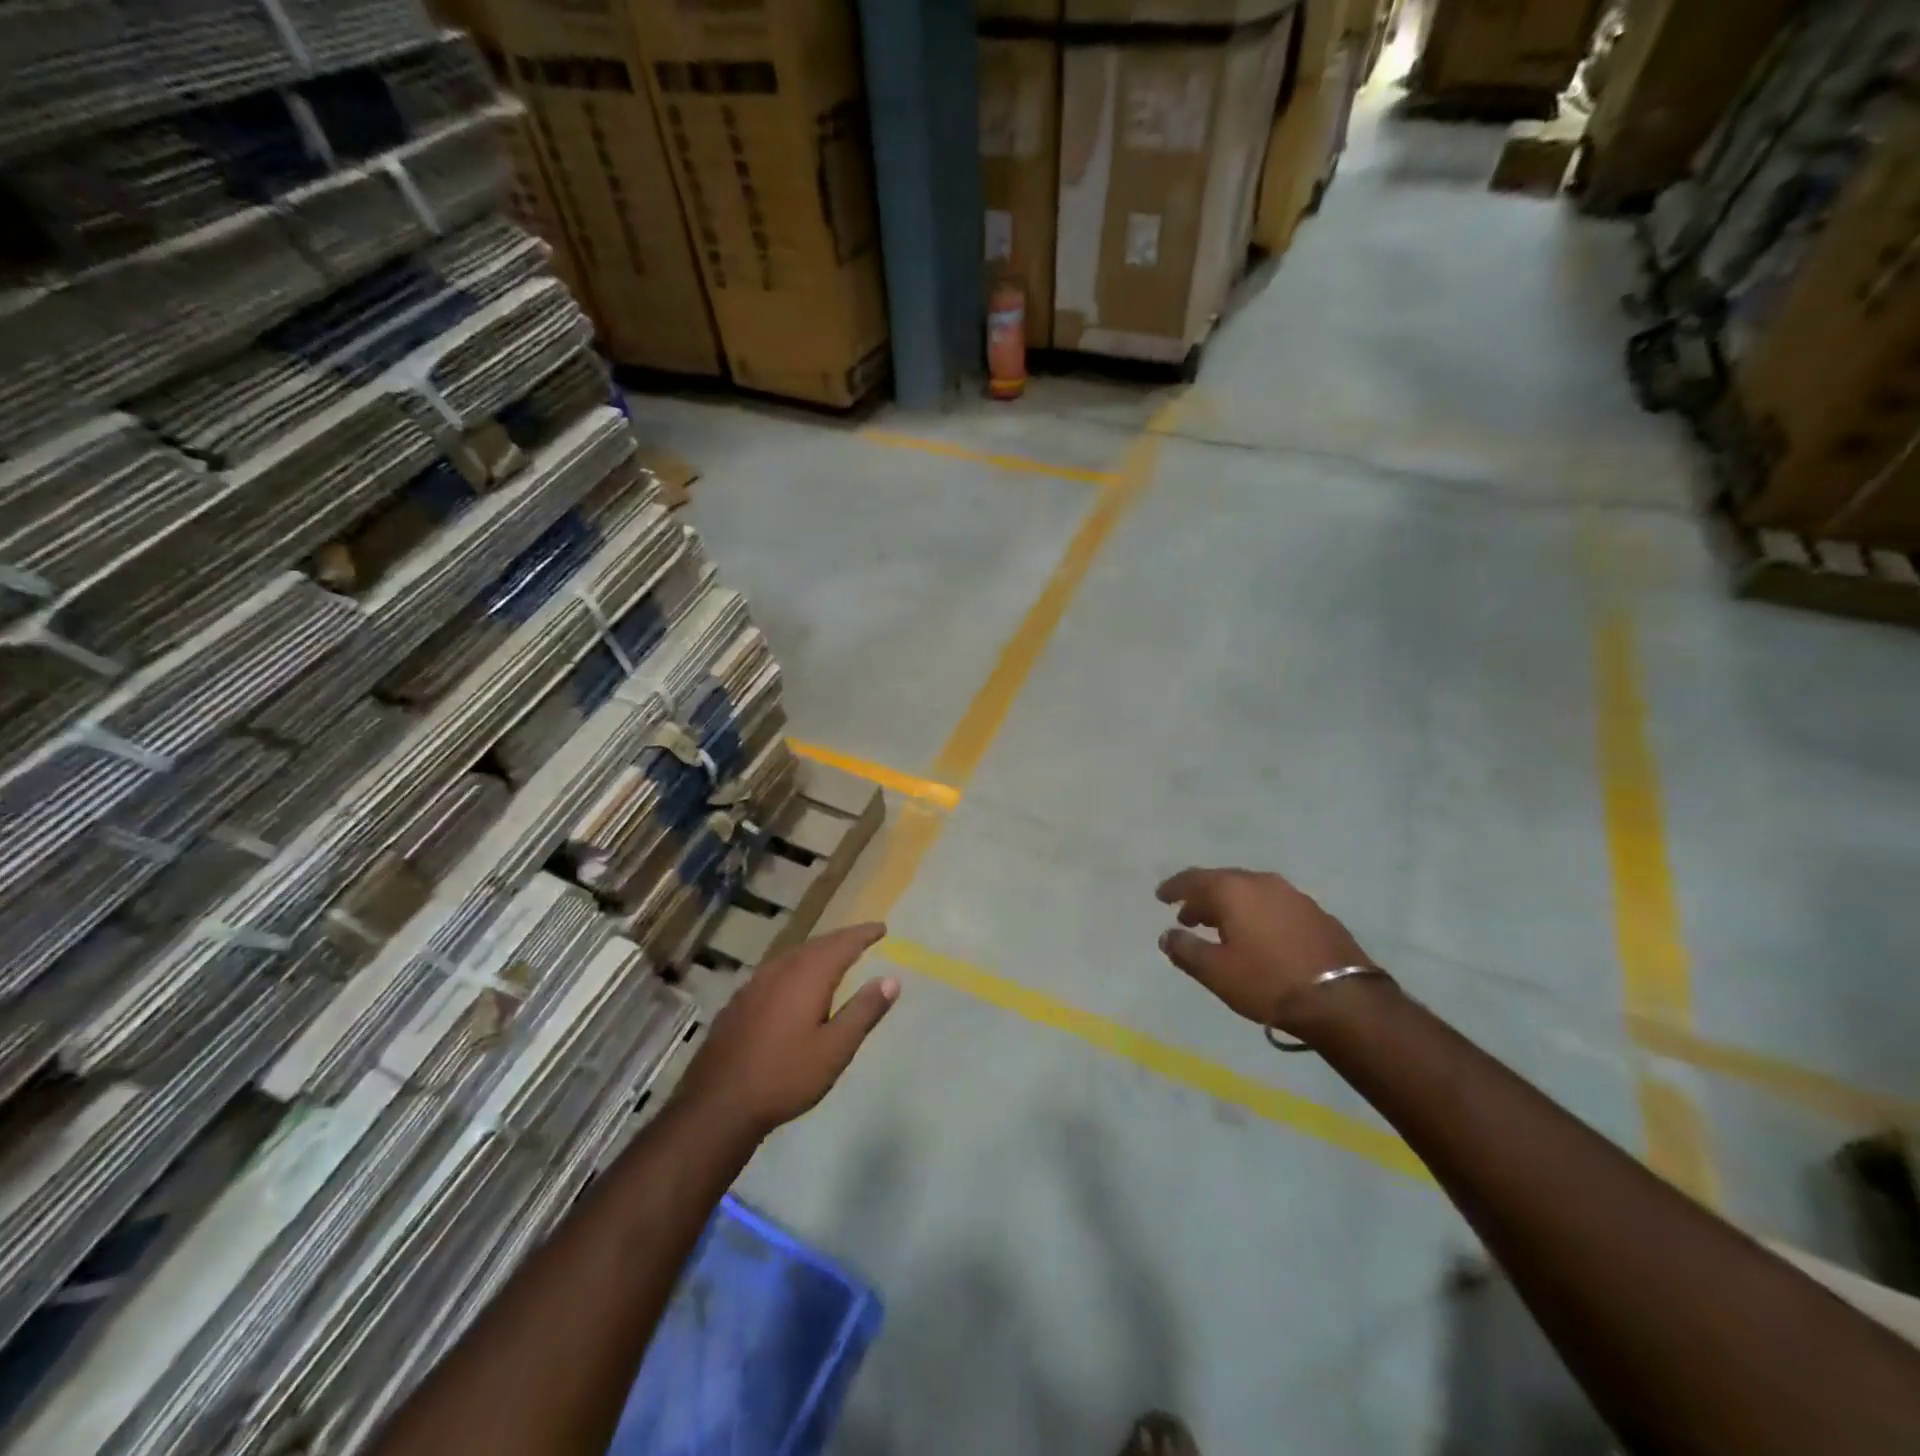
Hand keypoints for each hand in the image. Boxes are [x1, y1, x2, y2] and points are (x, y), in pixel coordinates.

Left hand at [674, 923, 899, 1139]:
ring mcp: (755, 984)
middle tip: (862, 938)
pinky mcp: (740, 1002)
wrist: (718, 1104)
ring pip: (794, 956)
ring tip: (835, 956)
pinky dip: (797, 967)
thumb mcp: (835, 1048)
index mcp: (808, 976)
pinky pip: (777, 971)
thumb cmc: (786, 1076)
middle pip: (817, 945)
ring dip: (818, 951)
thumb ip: (864, 1011)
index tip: (882, 928)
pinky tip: (795, 983)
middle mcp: (781, 970)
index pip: (842, 944)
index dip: (863, 934)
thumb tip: (891, 979)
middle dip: (842, 940)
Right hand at [1156, 869, 1375, 1031]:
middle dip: (1202, 898)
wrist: (1343, 1000)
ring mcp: (1294, 896)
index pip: (1194, 879)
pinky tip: (1257, 937)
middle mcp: (1263, 883)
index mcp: (1234, 890)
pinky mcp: (1317, 915)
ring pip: (1251, 893)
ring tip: (1220, 928)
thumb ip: (1185, 950)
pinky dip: (1256, 914)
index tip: (1161, 896)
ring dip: (1230, 907)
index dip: (1174, 887)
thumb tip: (1167, 935)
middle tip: (1187, 917)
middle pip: (1223, 882)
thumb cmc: (1268, 982)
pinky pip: (1273, 906)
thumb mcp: (1216, 972)